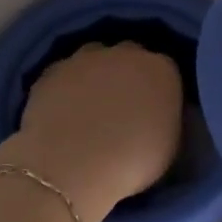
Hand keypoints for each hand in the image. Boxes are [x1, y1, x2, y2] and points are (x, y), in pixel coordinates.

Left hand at [5, 42, 183, 221]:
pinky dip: (66, 88)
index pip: (167, 70)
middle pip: (130, 56)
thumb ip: (166, 119)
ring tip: (89, 109)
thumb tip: (157, 116)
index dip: (159, 91)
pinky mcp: (52, 70)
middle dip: (128, 75)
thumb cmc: (131, 163)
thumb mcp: (169, 146)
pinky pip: (65, 74)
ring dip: (95, 75)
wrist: (70, 167)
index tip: (153, 112)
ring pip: (95, 58)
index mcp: (162, 70)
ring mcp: (85, 59)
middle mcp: (125, 54)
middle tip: (122, 108)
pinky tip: (63, 113)